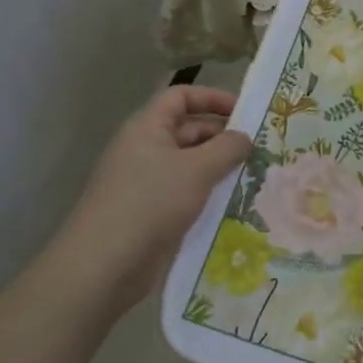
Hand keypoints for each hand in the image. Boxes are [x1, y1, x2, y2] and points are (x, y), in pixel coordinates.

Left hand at [57, 85, 253, 312]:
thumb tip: (244, 138)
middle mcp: (144, 148)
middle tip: (259, 151)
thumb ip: (227, 148)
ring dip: (218, 168)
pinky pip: (183, 192)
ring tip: (252, 177)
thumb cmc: (150, 203)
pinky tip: (231, 205)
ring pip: (188, 164)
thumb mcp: (197, 170)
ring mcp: (144, 181)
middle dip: (222, 137)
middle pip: (187, 129)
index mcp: (147, 127)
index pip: (180, 96)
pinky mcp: (148, 212)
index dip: (212, 97)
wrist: (103, 266)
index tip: (244, 112)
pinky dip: (206, 193)